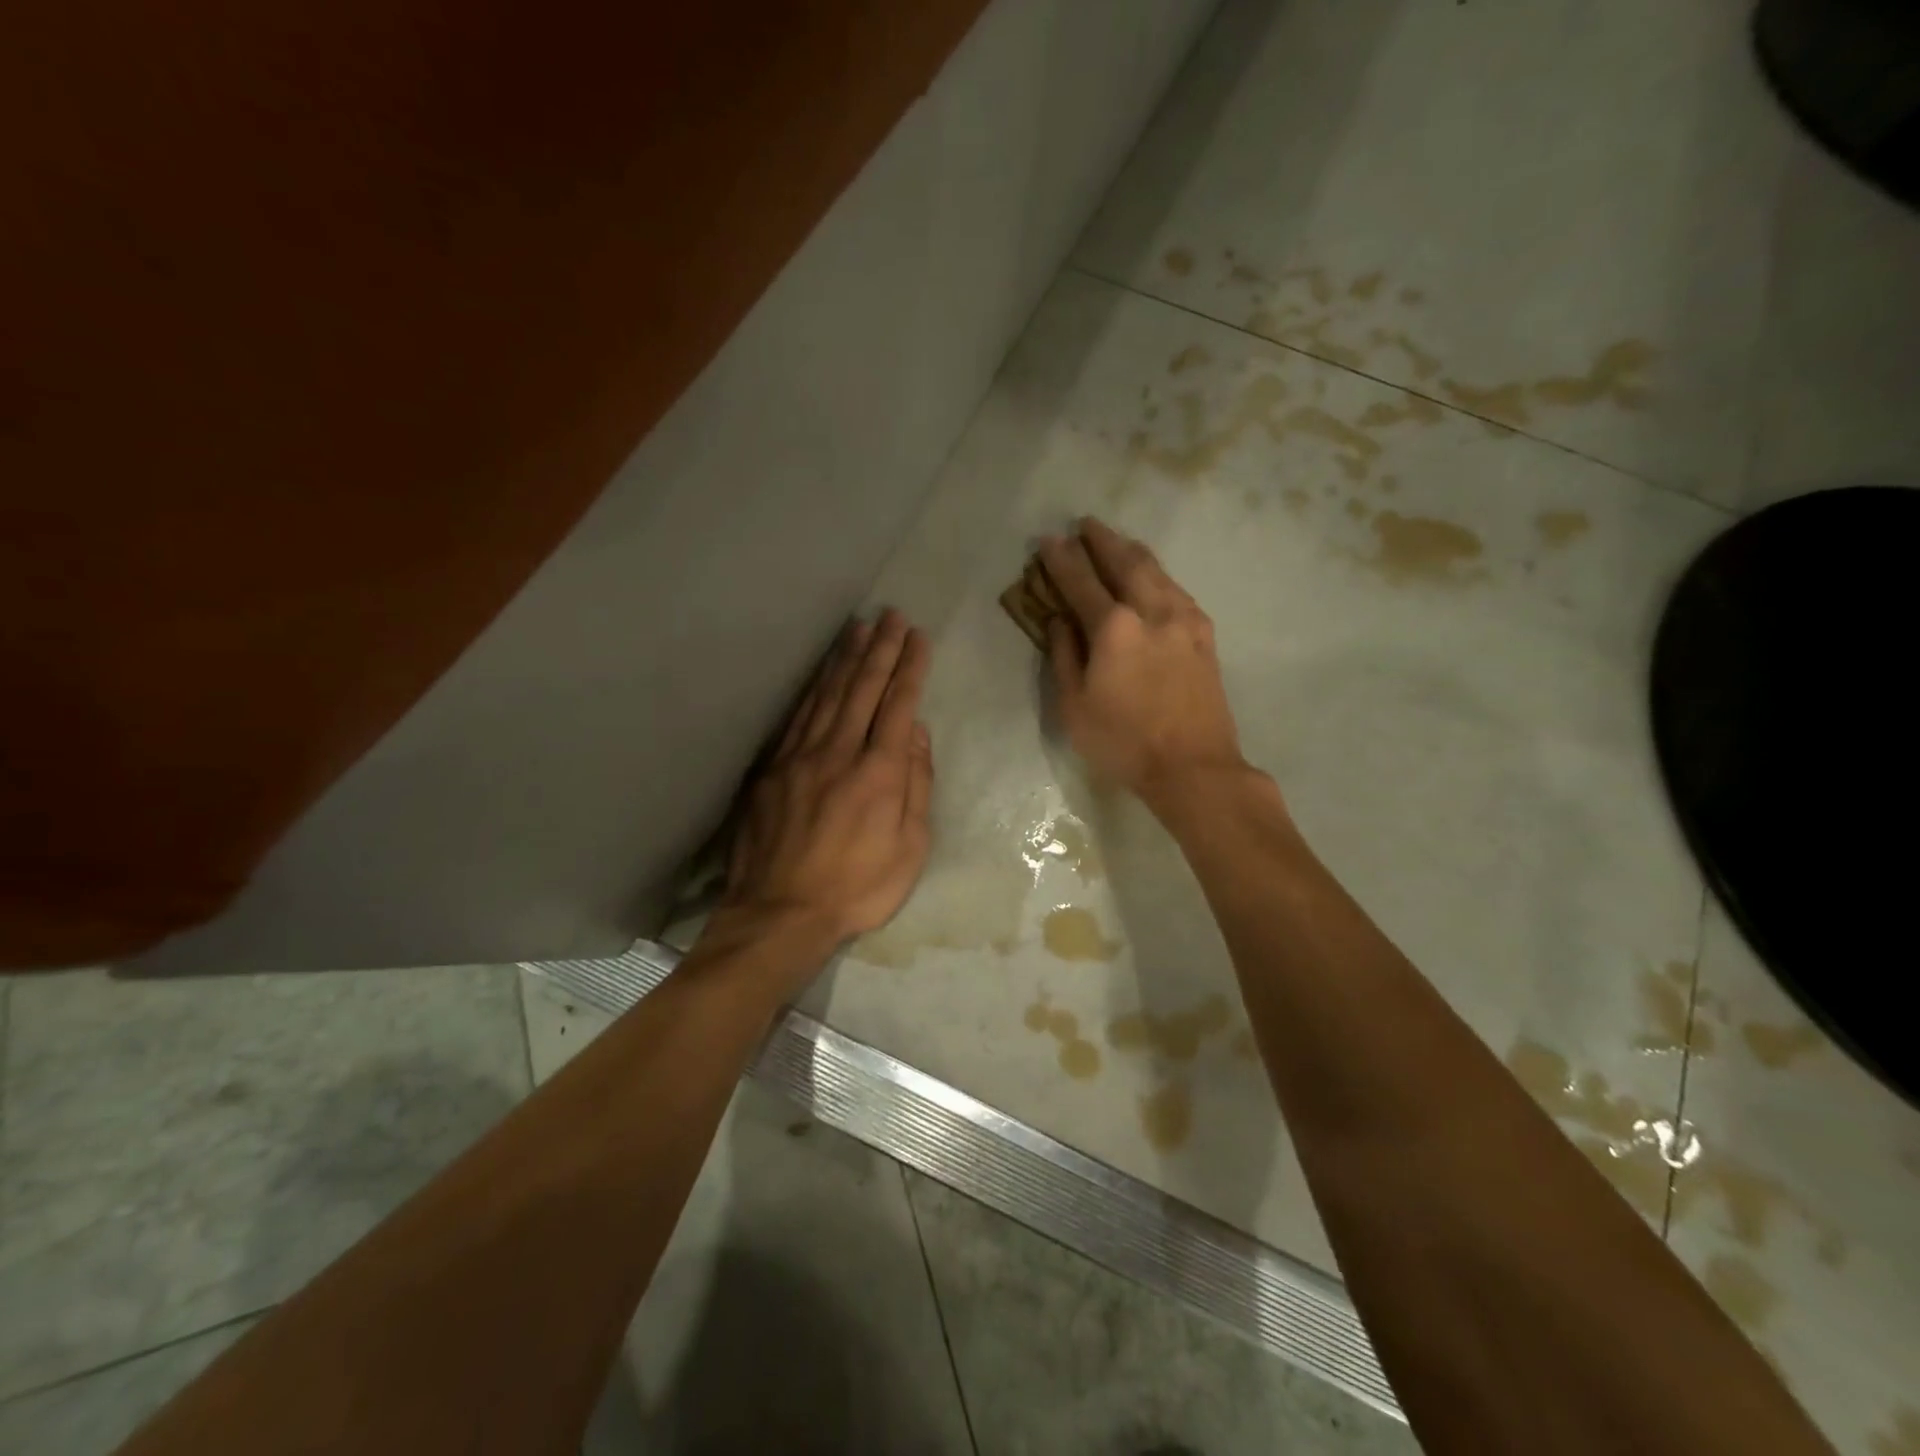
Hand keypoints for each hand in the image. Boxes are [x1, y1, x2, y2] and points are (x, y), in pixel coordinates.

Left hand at [721, 610, 934, 951]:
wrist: (780, 914)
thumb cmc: (857, 888)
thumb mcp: (909, 848)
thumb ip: (916, 785)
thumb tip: (915, 732)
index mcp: (878, 773)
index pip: (897, 705)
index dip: (909, 668)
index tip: (918, 636)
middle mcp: (838, 753)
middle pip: (861, 688)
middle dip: (879, 648)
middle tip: (890, 615)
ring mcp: (799, 757)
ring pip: (826, 695)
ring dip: (844, 658)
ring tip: (857, 627)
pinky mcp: (772, 770)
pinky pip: (796, 717)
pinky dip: (811, 688)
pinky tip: (820, 673)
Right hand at [1040, 518, 1245, 806]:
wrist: (1194, 767)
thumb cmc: (1123, 742)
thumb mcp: (1074, 707)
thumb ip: (1065, 656)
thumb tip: (1060, 621)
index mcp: (1114, 628)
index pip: (1081, 581)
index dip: (1062, 559)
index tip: (1048, 539)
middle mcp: (1152, 611)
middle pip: (1125, 562)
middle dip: (1102, 540)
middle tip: (1086, 524)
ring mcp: (1184, 620)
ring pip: (1156, 571)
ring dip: (1132, 551)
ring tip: (1117, 541)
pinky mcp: (1204, 635)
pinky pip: (1177, 590)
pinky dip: (1158, 575)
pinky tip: (1153, 578)